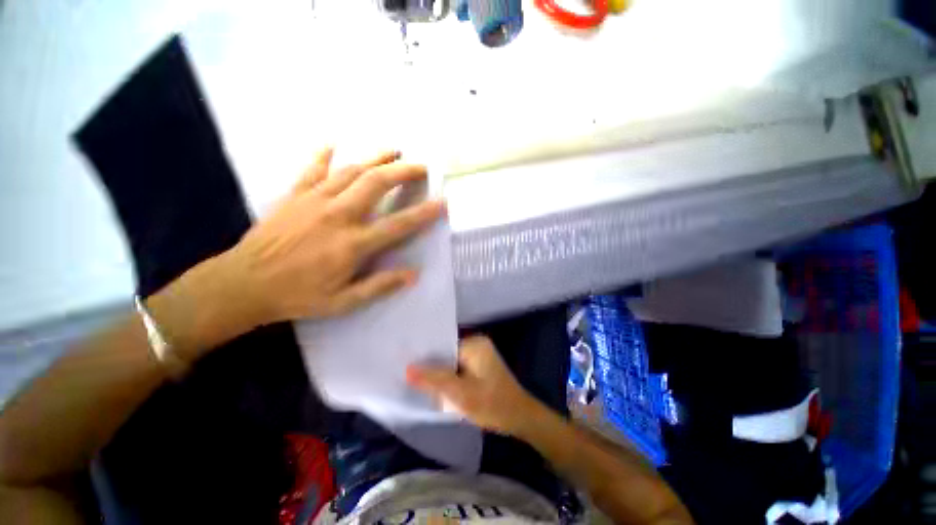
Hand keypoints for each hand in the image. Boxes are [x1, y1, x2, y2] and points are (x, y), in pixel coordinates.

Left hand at [220, 148, 444, 325]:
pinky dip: (324, 155)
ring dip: (375, 158)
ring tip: (393, 150)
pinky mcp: (294, 195)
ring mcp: (314, 200)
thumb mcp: (343, 302)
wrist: (243, 284)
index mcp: (354, 244)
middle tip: (420, 166)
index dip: (424, 214)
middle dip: (403, 171)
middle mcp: (339, 215)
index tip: (442, 202)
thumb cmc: (298, 296)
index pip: (399, 225)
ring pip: (351, 170)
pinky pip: (312, 169)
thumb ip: (380, 286)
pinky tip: (333, 144)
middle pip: (376, 183)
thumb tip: (413, 275)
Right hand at [406, 336, 544, 435]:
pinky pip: (458, 368)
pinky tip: (436, 388)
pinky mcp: (479, 367)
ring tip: (417, 382)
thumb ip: (434, 380)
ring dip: (439, 374)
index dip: (425, 356)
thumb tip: (407, 369)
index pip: (442, 345)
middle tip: (407, 375)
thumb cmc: (492, 404)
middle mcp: (476, 344)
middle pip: (446, 353)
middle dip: (431, 366)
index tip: (405, 364)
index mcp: (474, 343)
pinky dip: (448, 378)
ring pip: (450, 362)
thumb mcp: (460, 393)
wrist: (520, 419)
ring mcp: (479, 355)